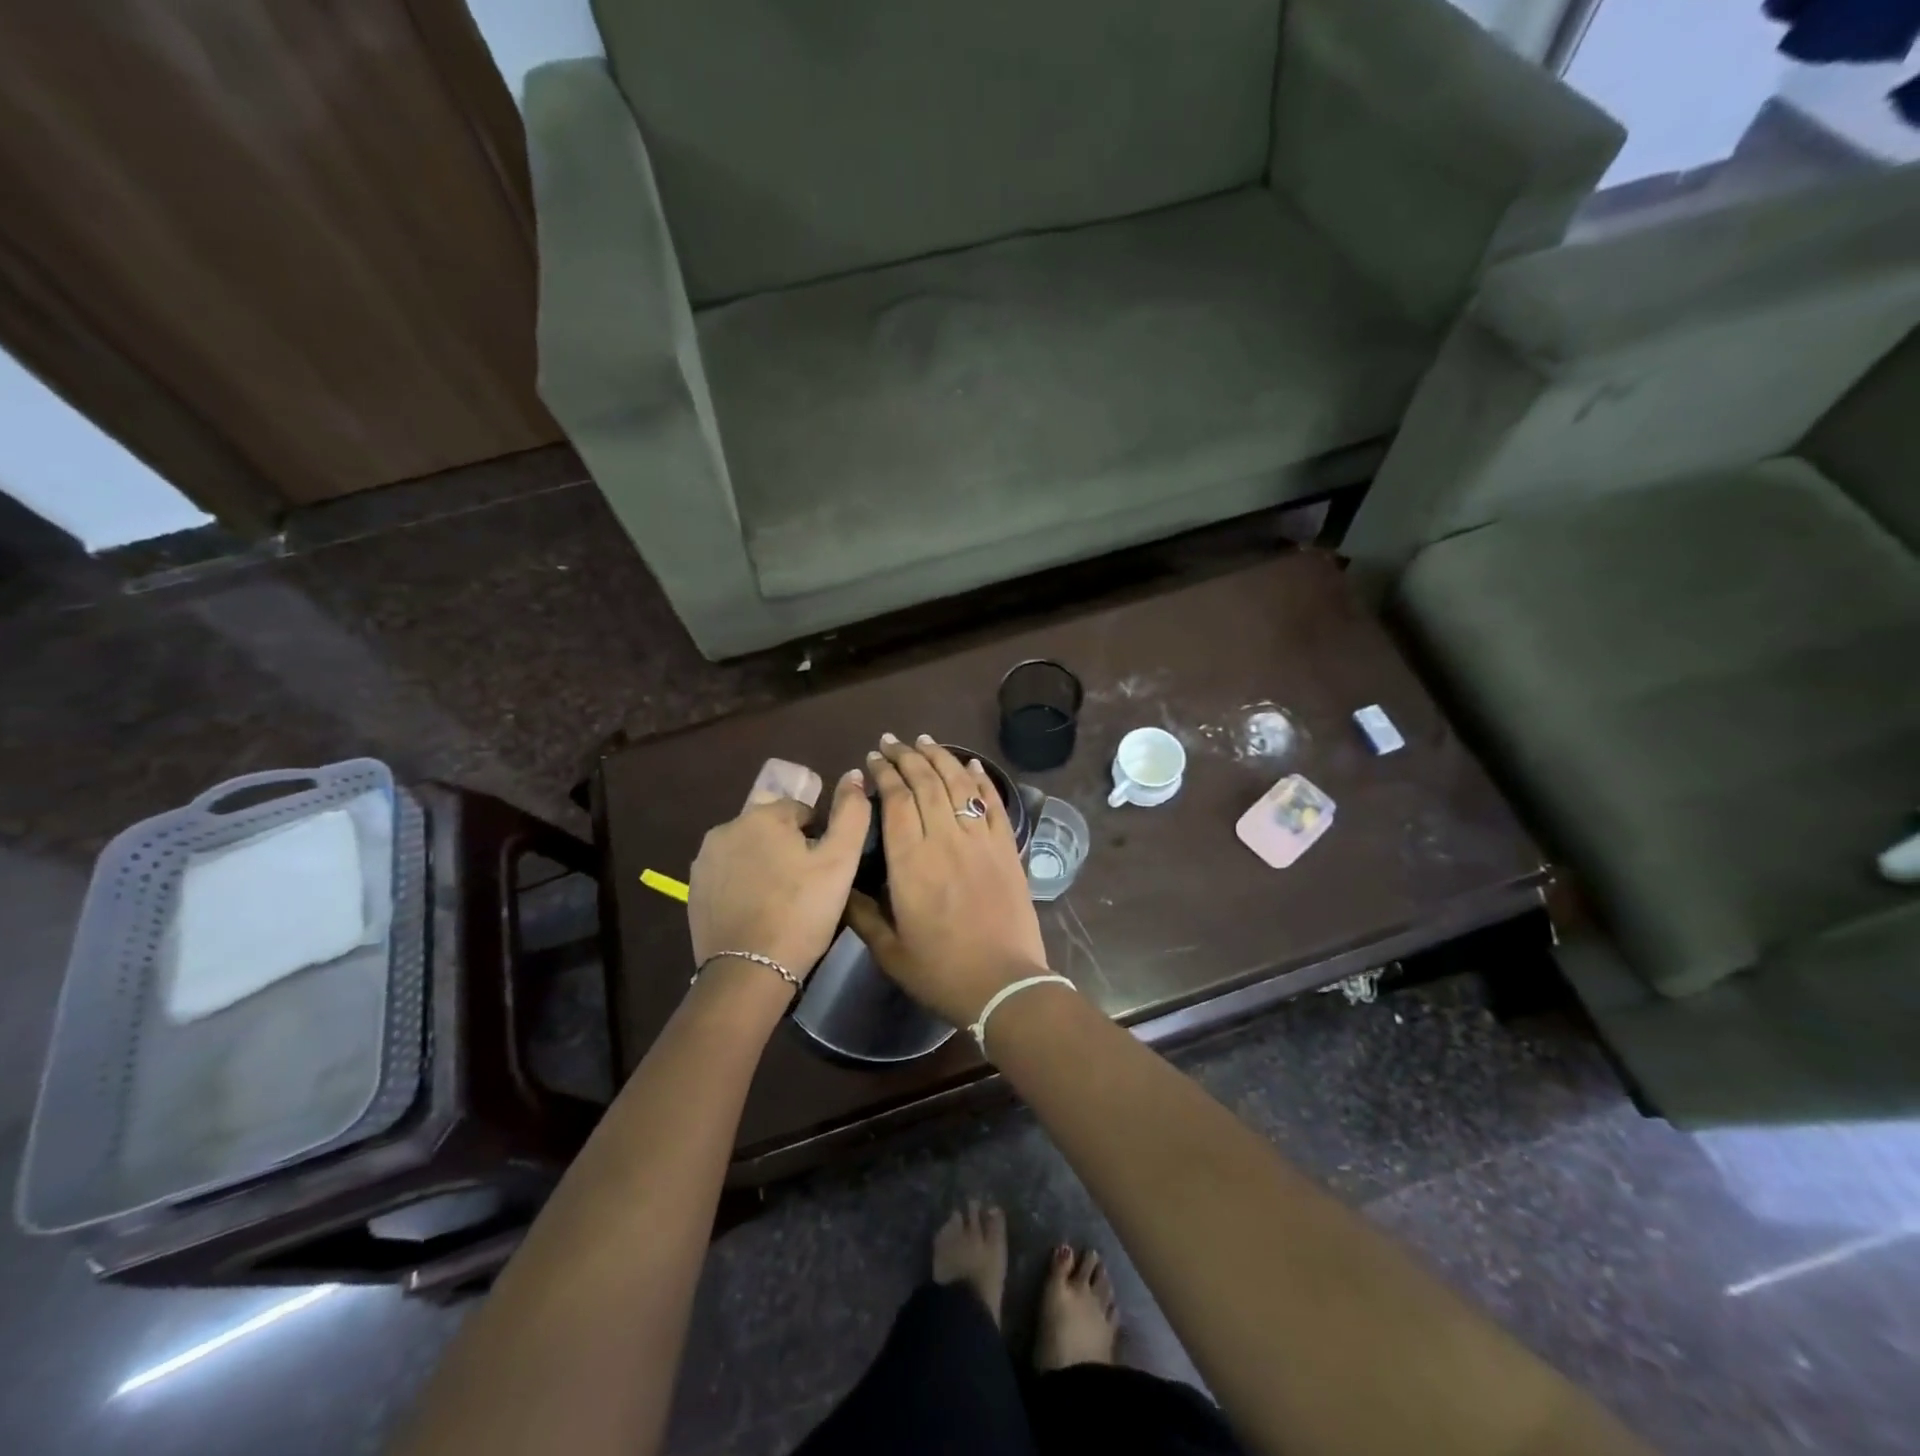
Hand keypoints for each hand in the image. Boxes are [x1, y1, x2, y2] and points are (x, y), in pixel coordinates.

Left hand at [687, 767, 870, 980]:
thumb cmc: (802, 912)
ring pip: (749, 850)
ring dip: (766, 865)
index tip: (824, 870)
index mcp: (762, 815)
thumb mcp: (841, 861)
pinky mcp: (694, 890)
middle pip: (771, 828)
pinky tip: (758, 912)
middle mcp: (726, 827)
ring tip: (783, 901)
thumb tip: (854, 774)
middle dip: (789, 848)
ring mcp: (705, 860)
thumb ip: (852, 813)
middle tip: (807, 887)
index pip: (801, 811)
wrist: (749, 972)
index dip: (819, 838)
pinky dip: (744, 885)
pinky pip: (729, 875)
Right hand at [845, 735, 1048, 1026]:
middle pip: (925, 782)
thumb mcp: (889, 951)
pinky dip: (982, 779)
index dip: (883, 774)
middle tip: (891, 742)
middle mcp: (944, 839)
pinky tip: (972, 764)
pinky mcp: (1007, 848)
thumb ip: (863, 915)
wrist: (1003, 985)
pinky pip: (993, 803)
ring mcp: (980, 840)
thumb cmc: (941, 971)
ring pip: (958, 784)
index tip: (873, 759)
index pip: (895, 800)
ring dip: (940, 757)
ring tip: (925, 741)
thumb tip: (845, 889)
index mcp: (910, 861)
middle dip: (906, 756)